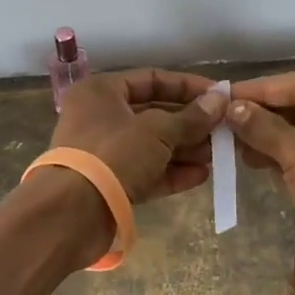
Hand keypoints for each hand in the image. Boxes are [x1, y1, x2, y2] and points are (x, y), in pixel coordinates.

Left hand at [52, 68, 227, 203]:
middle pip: (154, 113)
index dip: (187, 86)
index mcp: (102, 92)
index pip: (151, 79)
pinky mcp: (110, 184)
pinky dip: (172, 173)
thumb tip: (221, 99)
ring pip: (152, 145)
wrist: (71, 215)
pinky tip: (201, 176)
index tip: (219, 95)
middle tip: (223, 130)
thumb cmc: (113, 155)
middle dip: (190, 123)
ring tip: (218, 155)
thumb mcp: (158, 130)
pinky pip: (146, 172)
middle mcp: (100, 117)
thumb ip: (191, 117)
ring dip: (185, 149)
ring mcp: (104, 153)